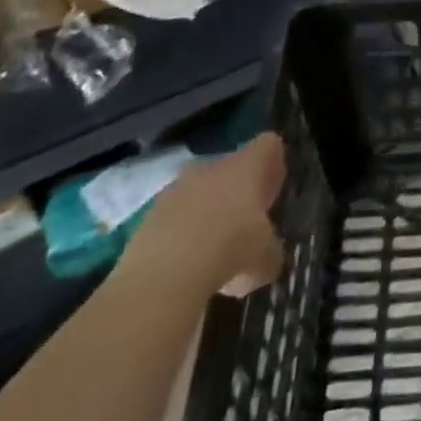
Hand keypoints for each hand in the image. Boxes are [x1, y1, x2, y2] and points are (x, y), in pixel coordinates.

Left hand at [119, 133, 286, 301]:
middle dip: (236, 191)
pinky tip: (185, 266)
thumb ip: (270, 251)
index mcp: (247, 165)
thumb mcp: (267, 258)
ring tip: (212, 252)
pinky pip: (173, 217)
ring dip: (206, 213)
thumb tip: (266, 256)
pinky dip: (180, 235)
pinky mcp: (147, 216)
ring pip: (198, 192)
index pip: (268, 144)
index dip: (272, 164)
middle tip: (244, 224)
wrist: (163, 275)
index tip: (272, 192)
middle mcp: (212, 166)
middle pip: (230, 167)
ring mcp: (176, 188)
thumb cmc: (231, 250)